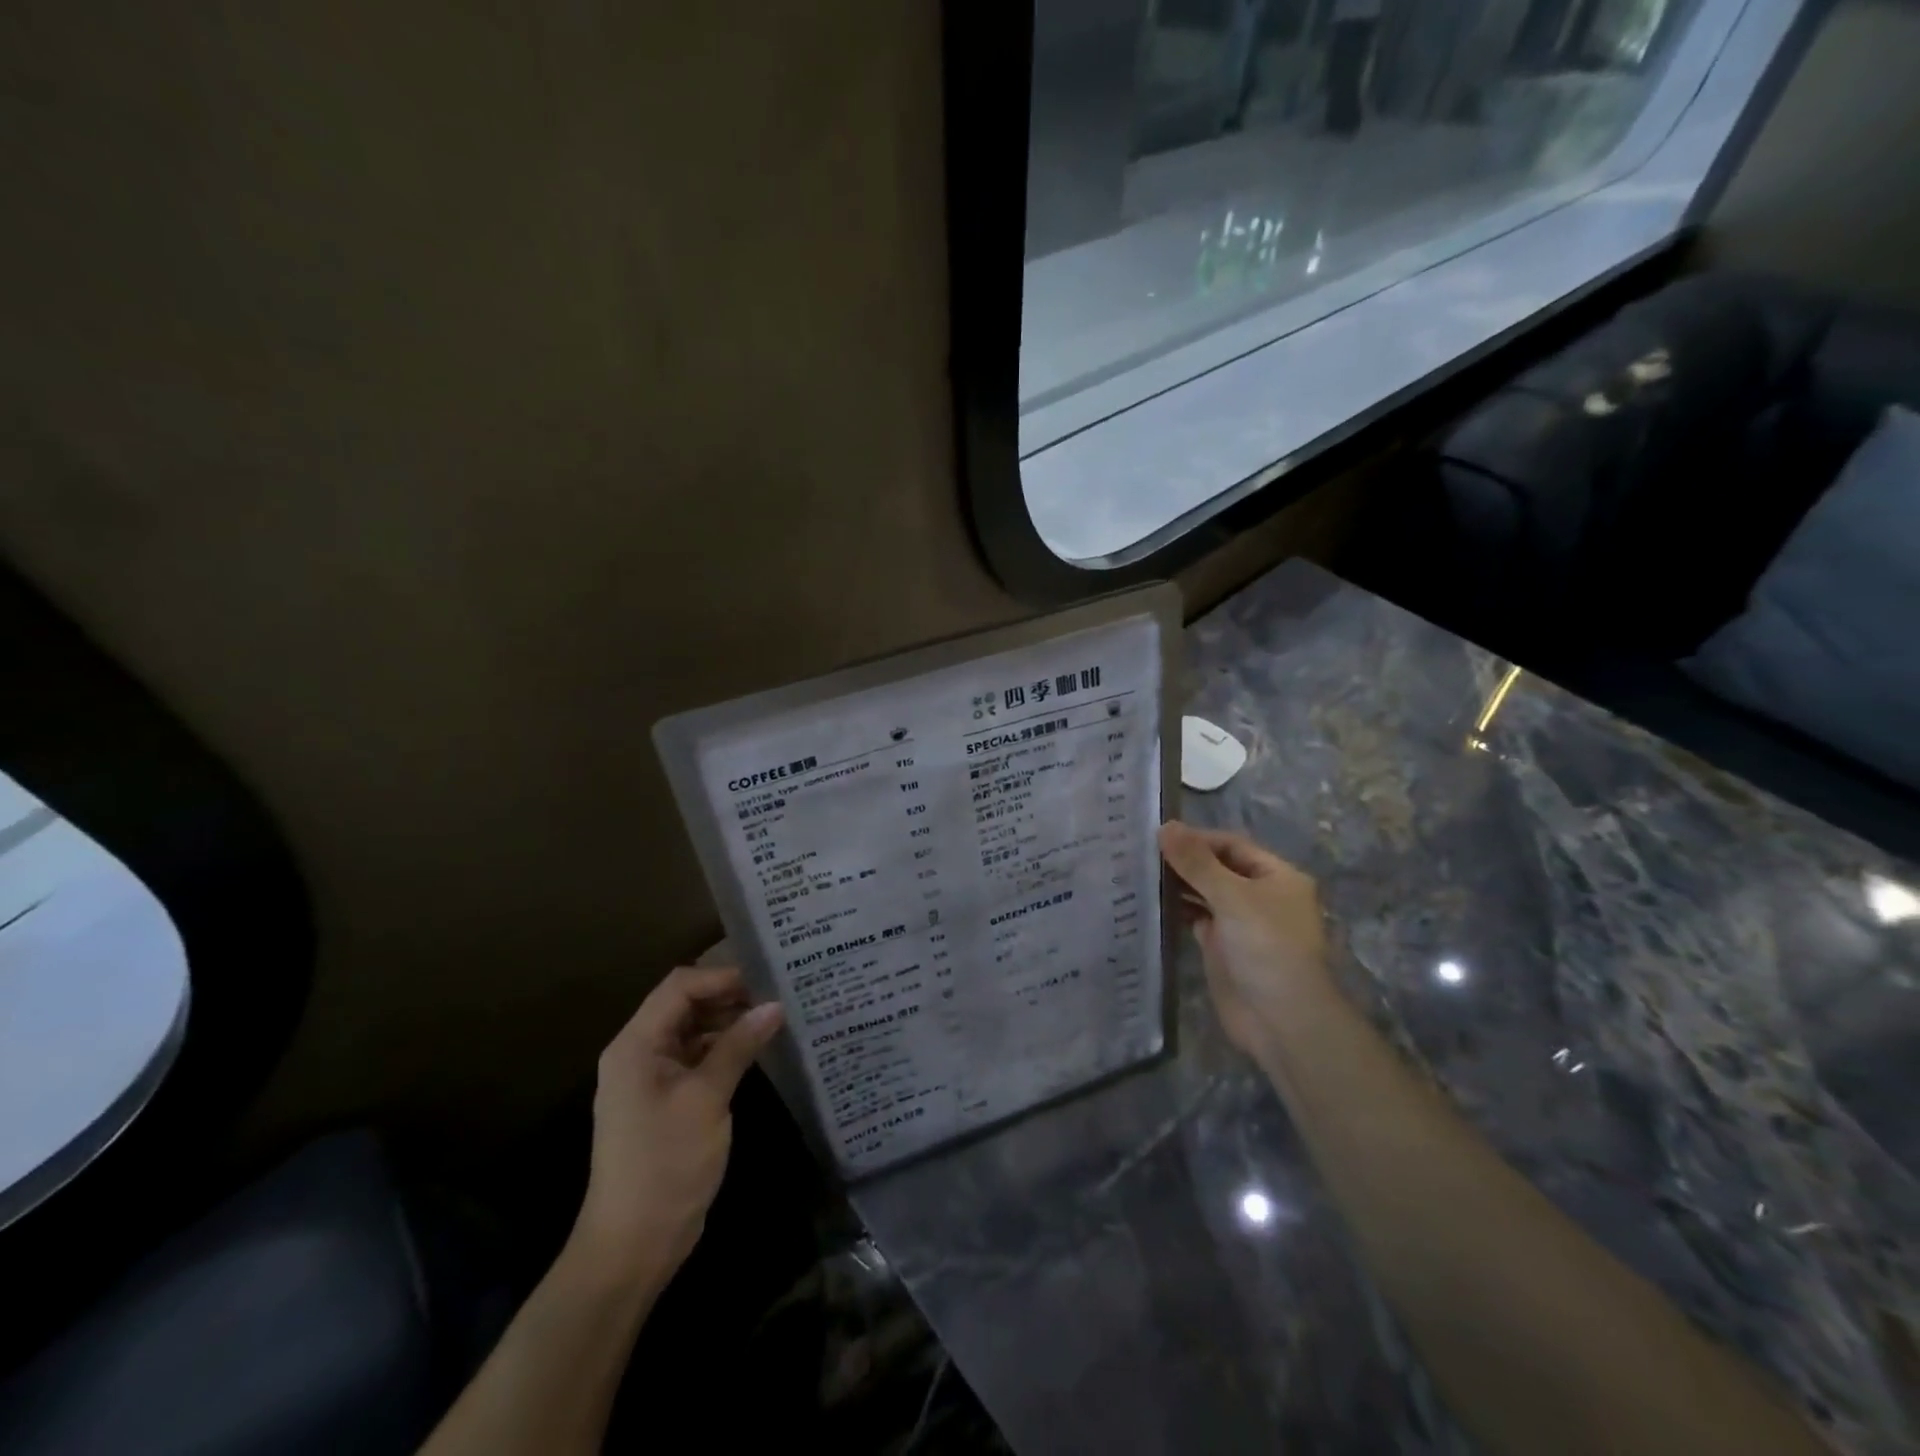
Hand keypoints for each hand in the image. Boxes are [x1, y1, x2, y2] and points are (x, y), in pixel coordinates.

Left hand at [571, 966, 783, 1283]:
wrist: (633, 1245)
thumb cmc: (665, 1164)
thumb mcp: (706, 1098)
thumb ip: (739, 1046)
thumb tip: (775, 1005)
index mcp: (636, 1044)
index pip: (679, 986)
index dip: (721, 977)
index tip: (766, 980)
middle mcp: (640, 1053)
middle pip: (685, 1004)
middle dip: (729, 996)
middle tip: (777, 995)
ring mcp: (652, 1078)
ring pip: (693, 1030)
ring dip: (729, 1022)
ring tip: (774, 1017)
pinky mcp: (667, 1101)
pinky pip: (697, 1058)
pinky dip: (724, 1049)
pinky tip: (757, 1049)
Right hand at [1159, 822, 1332, 1056]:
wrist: (1281, 1020)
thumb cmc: (1266, 947)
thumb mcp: (1232, 896)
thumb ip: (1197, 862)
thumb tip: (1165, 826)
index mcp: (1276, 876)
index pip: (1230, 845)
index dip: (1196, 838)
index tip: (1156, 836)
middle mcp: (1259, 895)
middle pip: (1216, 867)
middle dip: (1183, 860)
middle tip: (1139, 852)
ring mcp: (1239, 922)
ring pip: (1204, 893)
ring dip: (1176, 884)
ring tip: (1136, 872)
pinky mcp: (1221, 946)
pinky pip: (1195, 918)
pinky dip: (1175, 909)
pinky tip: (1147, 901)